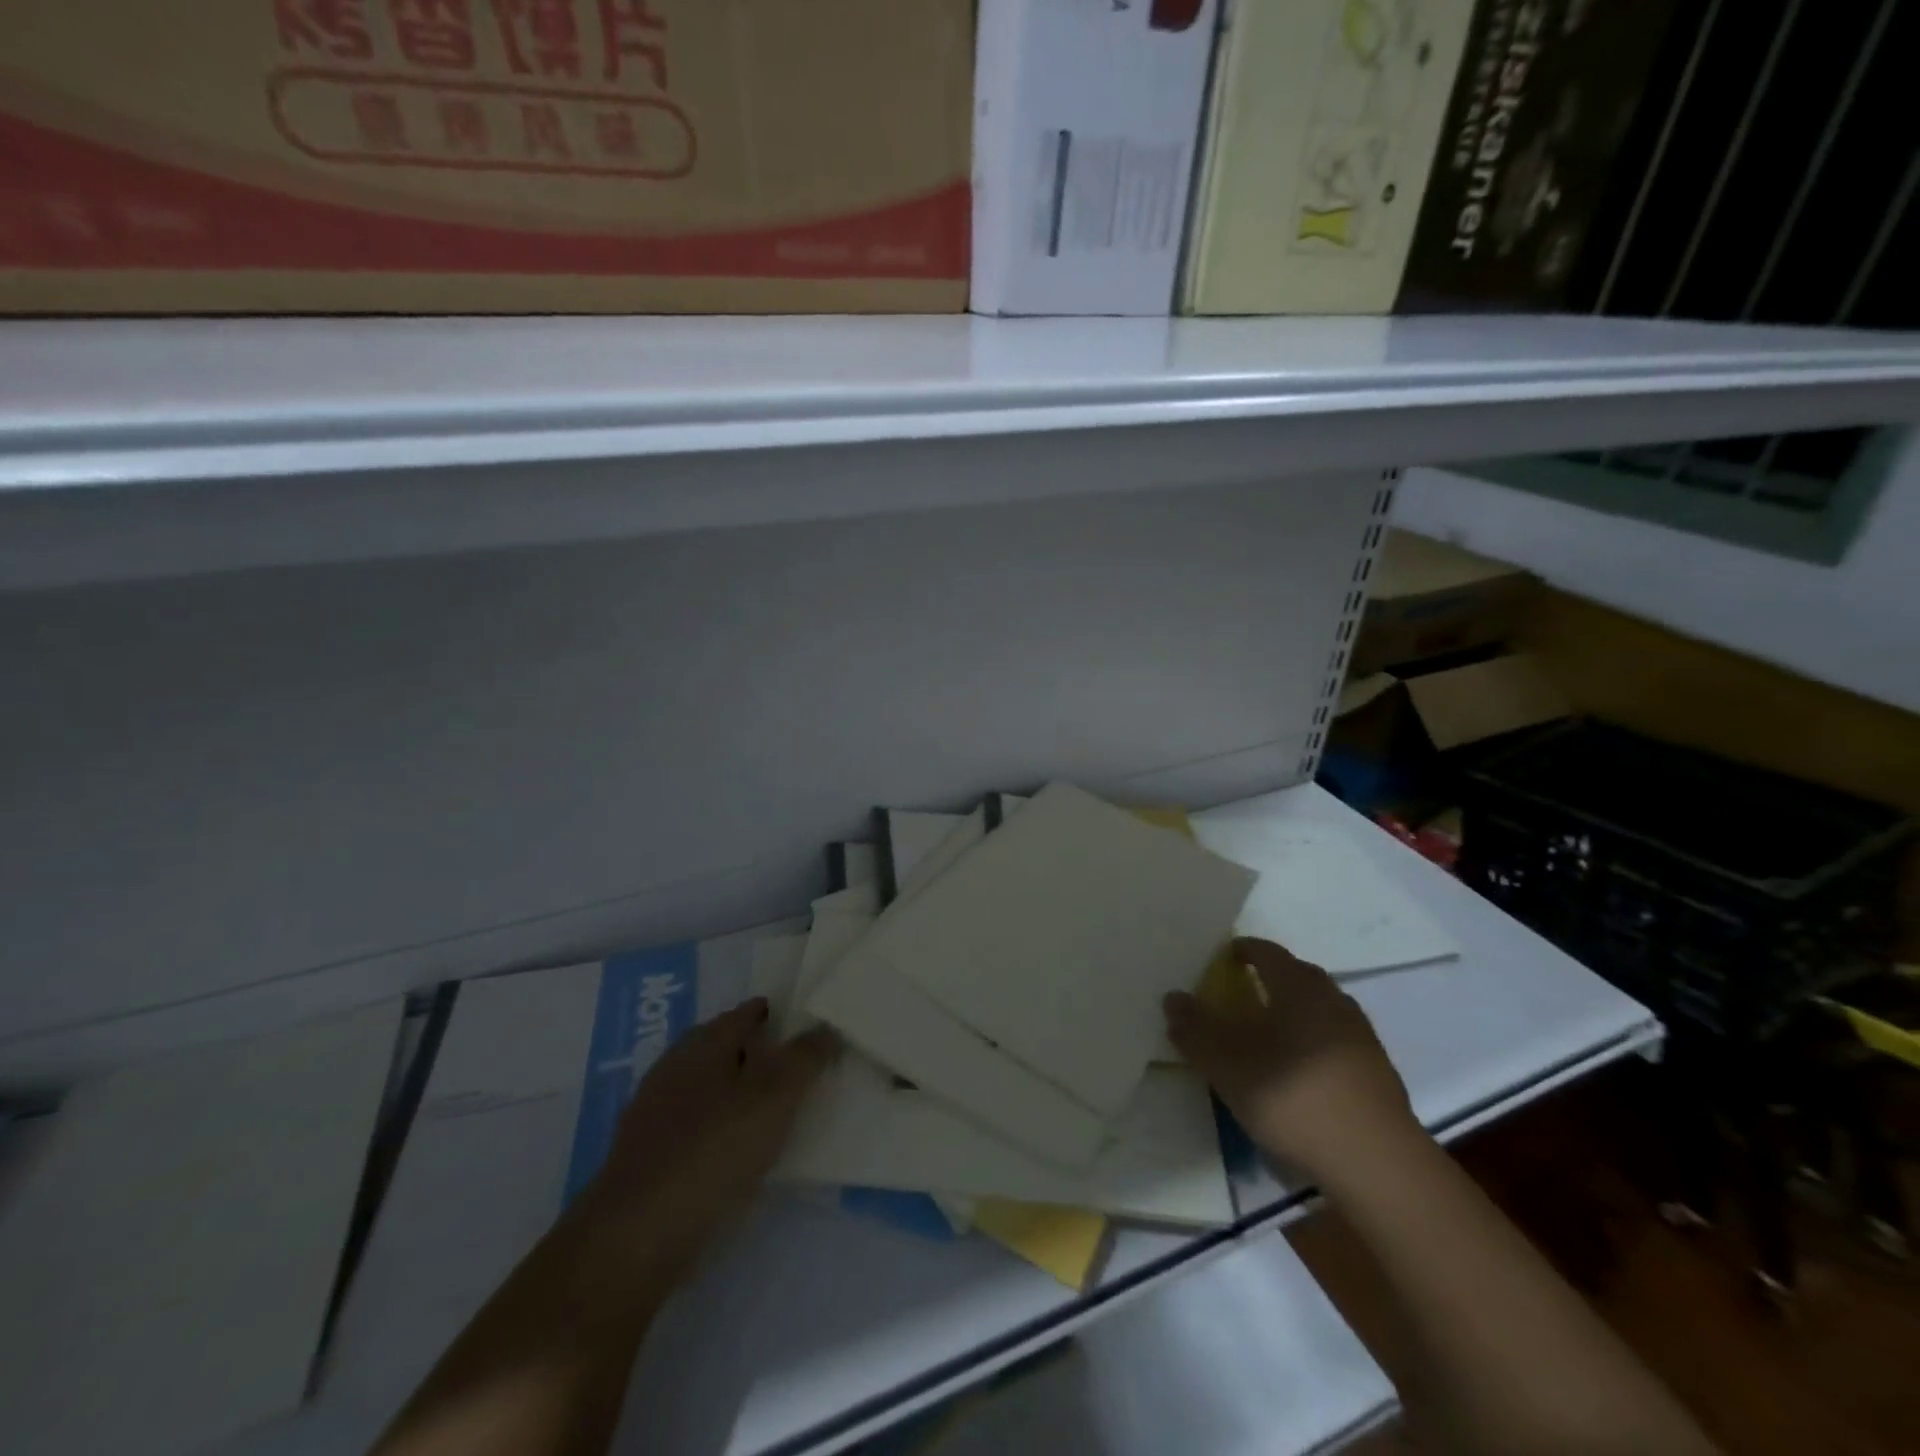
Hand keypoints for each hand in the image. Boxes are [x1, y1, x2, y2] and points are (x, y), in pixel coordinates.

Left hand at [567, 998, 838, 1294]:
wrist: (636, 1235)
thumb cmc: (713, 1150)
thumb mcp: (775, 1097)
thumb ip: (805, 1058)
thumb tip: (826, 1026)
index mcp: (704, 1044)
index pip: (743, 1013)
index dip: (772, 1012)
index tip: (799, 1019)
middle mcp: (674, 1067)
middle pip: (720, 1046)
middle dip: (751, 1049)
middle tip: (790, 1060)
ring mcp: (653, 1113)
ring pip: (704, 1086)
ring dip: (733, 1089)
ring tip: (768, 1105)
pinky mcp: (645, 1156)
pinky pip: (692, 1125)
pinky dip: (717, 1126)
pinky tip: (734, 1148)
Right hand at [1164, 937, 1417, 1186]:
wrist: (1377, 1164)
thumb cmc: (1292, 1096)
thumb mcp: (1226, 1063)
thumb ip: (1195, 1028)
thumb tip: (1173, 998)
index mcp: (1299, 986)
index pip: (1266, 951)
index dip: (1240, 951)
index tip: (1219, 962)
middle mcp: (1333, 1000)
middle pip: (1295, 977)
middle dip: (1266, 981)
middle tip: (1236, 997)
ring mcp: (1360, 1037)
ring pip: (1316, 1011)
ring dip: (1289, 1015)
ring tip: (1264, 1037)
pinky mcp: (1376, 1074)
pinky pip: (1332, 1043)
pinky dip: (1309, 1046)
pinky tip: (1295, 1074)